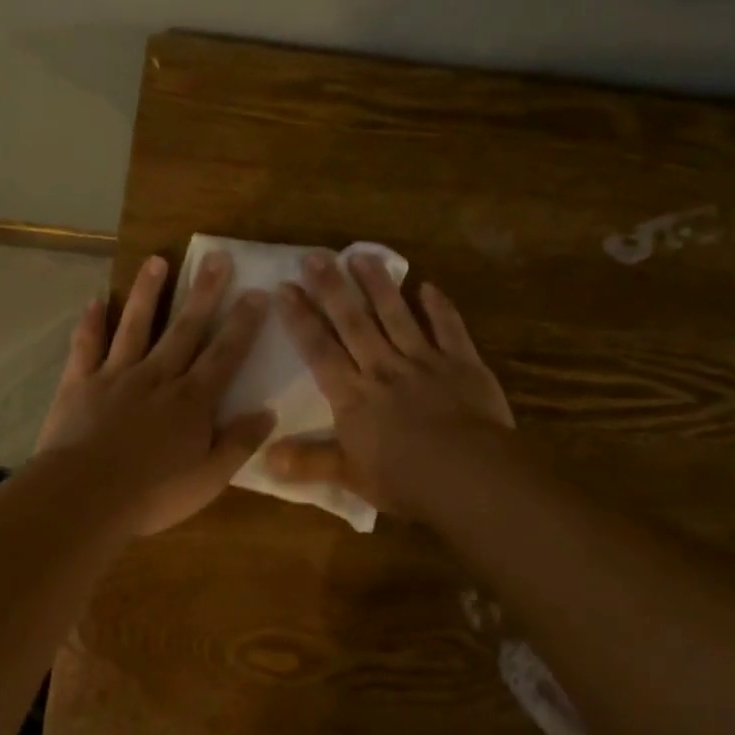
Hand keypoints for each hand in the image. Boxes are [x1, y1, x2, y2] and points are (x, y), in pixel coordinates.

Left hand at [36, 250, 273, 535]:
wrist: (83, 497)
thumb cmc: (152, 494)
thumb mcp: (209, 479)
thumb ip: (238, 443)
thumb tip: (268, 412)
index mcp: (191, 401)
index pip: (224, 355)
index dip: (243, 324)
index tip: (257, 292)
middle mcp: (158, 377)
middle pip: (185, 328)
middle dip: (204, 293)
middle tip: (217, 257)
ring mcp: (116, 376)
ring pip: (136, 325)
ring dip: (148, 292)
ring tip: (158, 260)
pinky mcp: (81, 383)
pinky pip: (87, 346)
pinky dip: (92, 323)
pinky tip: (96, 301)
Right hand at [266, 252, 512, 519]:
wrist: (469, 475)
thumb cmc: (405, 479)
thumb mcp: (350, 476)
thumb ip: (308, 462)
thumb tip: (264, 458)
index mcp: (354, 395)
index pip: (320, 349)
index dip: (301, 318)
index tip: (285, 288)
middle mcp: (384, 368)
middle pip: (354, 322)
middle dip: (333, 288)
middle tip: (316, 256)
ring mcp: (424, 361)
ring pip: (396, 315)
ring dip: (379, 285)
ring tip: (362, 255)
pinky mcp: (462, 363)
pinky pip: (449, 328)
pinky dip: (439, 307)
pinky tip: (429, 286)